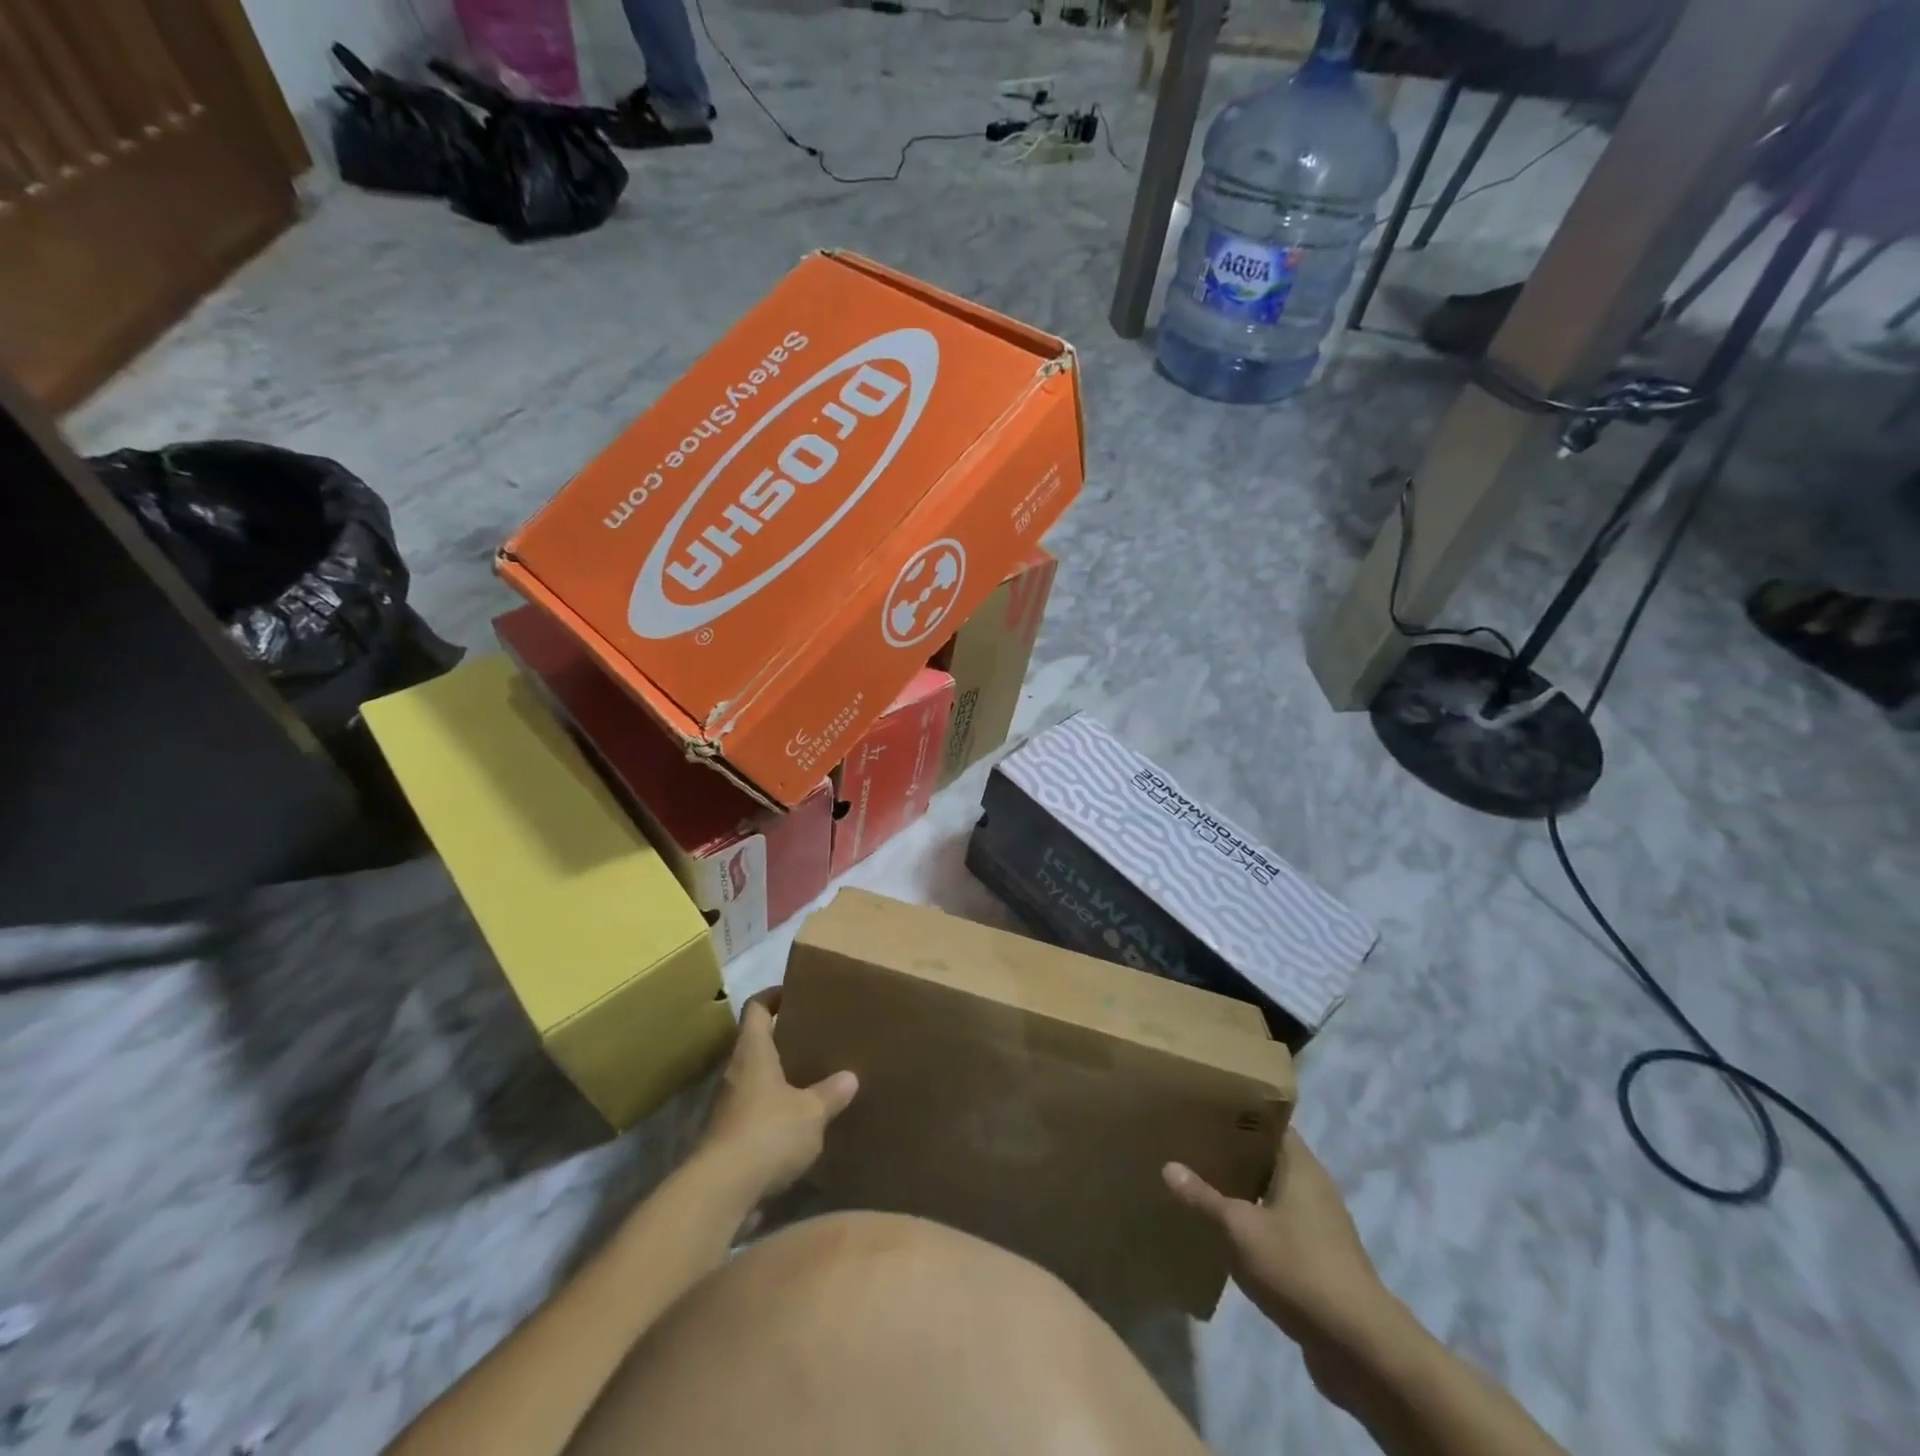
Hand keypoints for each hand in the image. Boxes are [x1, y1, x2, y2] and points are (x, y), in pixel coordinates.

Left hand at [698, 988, 857, 1204]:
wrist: (720, 1193)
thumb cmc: (767, 1133)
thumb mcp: (811, 1112)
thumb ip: (830, 1093)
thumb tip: (849, 1077)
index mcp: (753, 1053)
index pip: (756, 1008)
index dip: (773, 996)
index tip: (794, 993)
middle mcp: (734, 1073)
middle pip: (754, 1045)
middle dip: (781, 1041)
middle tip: (813, 1040)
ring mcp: (726, 1109)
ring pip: (754, 1081)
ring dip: (777, 1080)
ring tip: (810, 1083)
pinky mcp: (726, 1141)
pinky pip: (753, 1114)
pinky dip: (772, 1114)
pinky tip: (797, 1127)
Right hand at [1164, 1129, 1392, 1356]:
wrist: (1360, 1348)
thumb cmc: (1298, 1269)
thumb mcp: (1240, 1230)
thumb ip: (1203, 1198)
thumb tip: (1168, 1166)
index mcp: (1300, 1166)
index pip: (1268, 1122)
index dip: (1238, 1112)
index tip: (1204, 1108)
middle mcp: (1313, 1187)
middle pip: (1268, 1157)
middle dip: (1233, 1152)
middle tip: (1191, 1144)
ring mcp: (1319, 1225)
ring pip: (1272, 1193)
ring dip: (1242, 1190)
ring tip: (1201, 1183)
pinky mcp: (1318, 1259)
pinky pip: (1279, 1225)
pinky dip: (1254, 1222)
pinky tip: (1225, 1231)